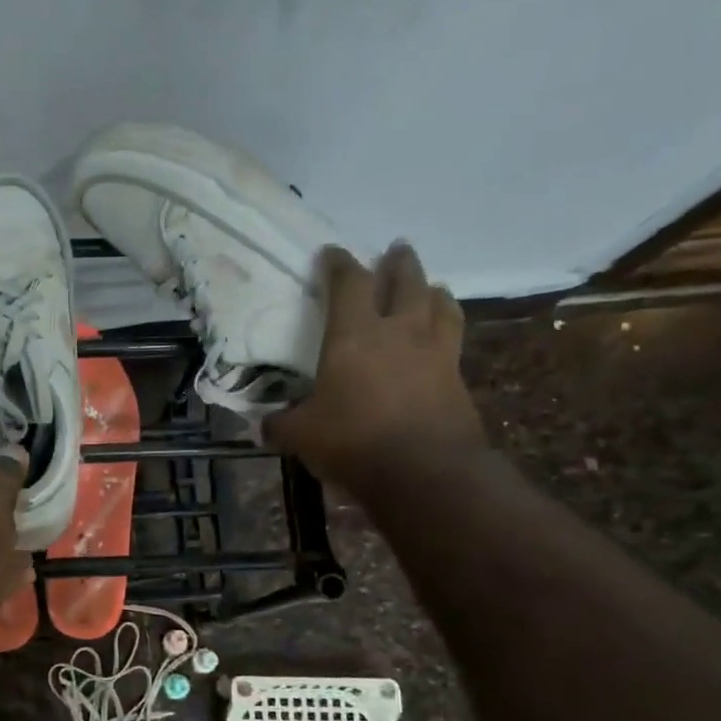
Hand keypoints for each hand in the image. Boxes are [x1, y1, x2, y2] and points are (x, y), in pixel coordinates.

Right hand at [264, 242, 483, 487]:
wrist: (424, 471)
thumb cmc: (353, 440)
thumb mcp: (301, 435)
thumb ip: (281, 424)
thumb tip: (262, 426)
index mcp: (355, 334)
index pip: (348, 283)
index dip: (339, 263)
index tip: (331, 252)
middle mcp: (399, 331)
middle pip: (405, 281)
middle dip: (399, 263)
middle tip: (396, 250)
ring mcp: (435, 353)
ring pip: (440, 304)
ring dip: (432, 290)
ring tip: (430, 286)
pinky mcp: (458, 379)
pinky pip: (453, 340)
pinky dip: (446, 328)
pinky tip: (442, 336)